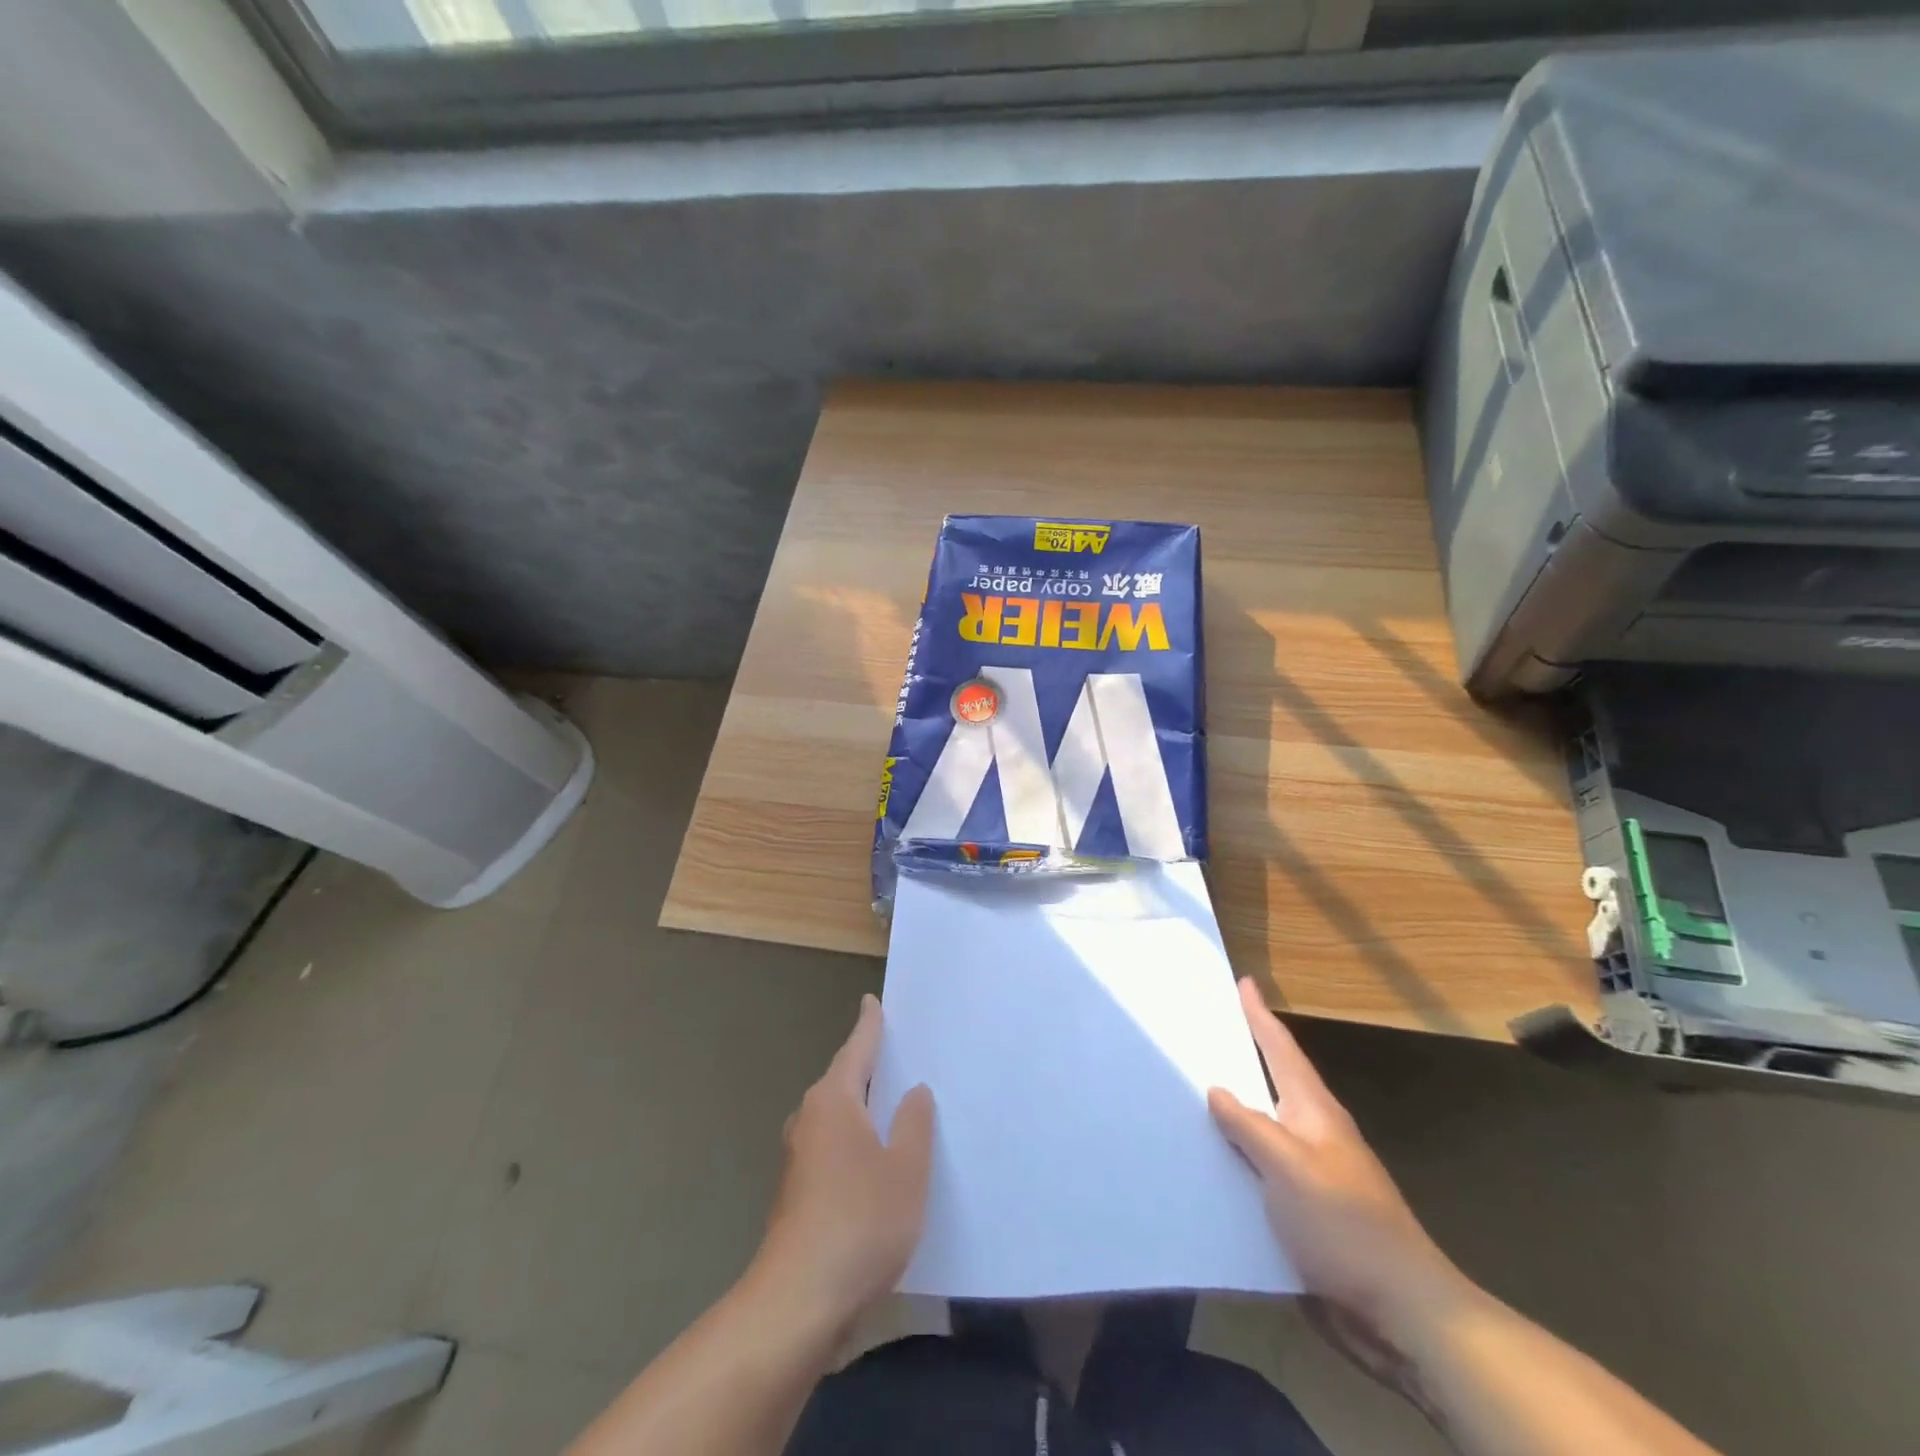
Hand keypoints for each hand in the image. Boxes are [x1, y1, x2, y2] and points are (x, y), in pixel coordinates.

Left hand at [750, 994, 934, 1334]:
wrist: (798, 1302)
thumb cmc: (860, 1222)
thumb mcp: (906, 1170)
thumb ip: (914, 1124)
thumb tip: (913, 1092)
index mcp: (834, 1101)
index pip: (857, 1049)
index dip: (869, 1025)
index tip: (872, 1002)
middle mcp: (810, 1119)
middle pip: (844, 1080)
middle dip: (869, 1067)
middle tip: (900, 1054)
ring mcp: (798, 1157)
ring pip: (837, 1117)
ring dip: (862, 1108)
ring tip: (895, 1106)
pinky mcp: (797, 1191)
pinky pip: (832, 1146)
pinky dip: (855, 1140)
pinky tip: (876, 1161)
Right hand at [1208, 979, 1470, 1344]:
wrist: (1402, 1311)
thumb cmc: (1344, 1226)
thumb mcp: (1289, 1168)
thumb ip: (1249, 1126)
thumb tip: (1217, 1089)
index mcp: (1314, 1113)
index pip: (1282, 1050)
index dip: (1260, 1016)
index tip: (1244, 982)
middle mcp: (1315, 1135)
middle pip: (1274, 1082)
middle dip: (1244, 1054)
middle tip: (1208, 1029)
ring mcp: (1314, 1174)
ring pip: (1265, 1127)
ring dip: (1236, 1108)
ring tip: (1194, 1090)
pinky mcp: (1307, 1212)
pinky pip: (1263, 1169)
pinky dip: (1238, 1156)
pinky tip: (1212, 1164)